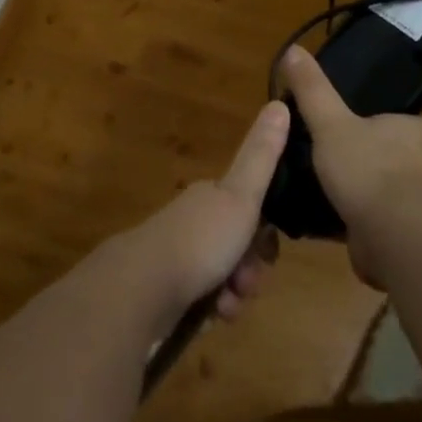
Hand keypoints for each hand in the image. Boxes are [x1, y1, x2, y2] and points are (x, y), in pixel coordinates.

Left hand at [120, 100, 287, 330]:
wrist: (141, 290)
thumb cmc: (199, 240)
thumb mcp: (240, 196)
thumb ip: (262, 155)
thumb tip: (280, 103)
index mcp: (210, 196)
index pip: (251, 210)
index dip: (265, 233)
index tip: (266, 250)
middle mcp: (193, 222)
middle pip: (238, 247)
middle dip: (250, 270)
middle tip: (246, 283)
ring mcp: (176, 257)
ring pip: (222, 277)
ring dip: (234, 295)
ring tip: (227, 306)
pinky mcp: (165, 292)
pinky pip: (202, 302)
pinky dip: (212, 312)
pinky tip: (210, 319)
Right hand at [282, 45, 421, 286]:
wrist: (390, 236)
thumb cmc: (366, 168)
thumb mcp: (330, 122)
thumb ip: (312, 89)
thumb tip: (293, 49)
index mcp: (417, 130)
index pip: (396, 118)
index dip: (370, 121)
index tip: (342, 126)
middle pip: (387, 152)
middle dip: (362, 157)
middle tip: (327, 157)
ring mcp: (419, 200)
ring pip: (383, 186)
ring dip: (359, 190)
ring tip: (324, 187)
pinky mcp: (407, 232)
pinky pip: (377, 217)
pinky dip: (357, 217)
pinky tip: (329, 217)